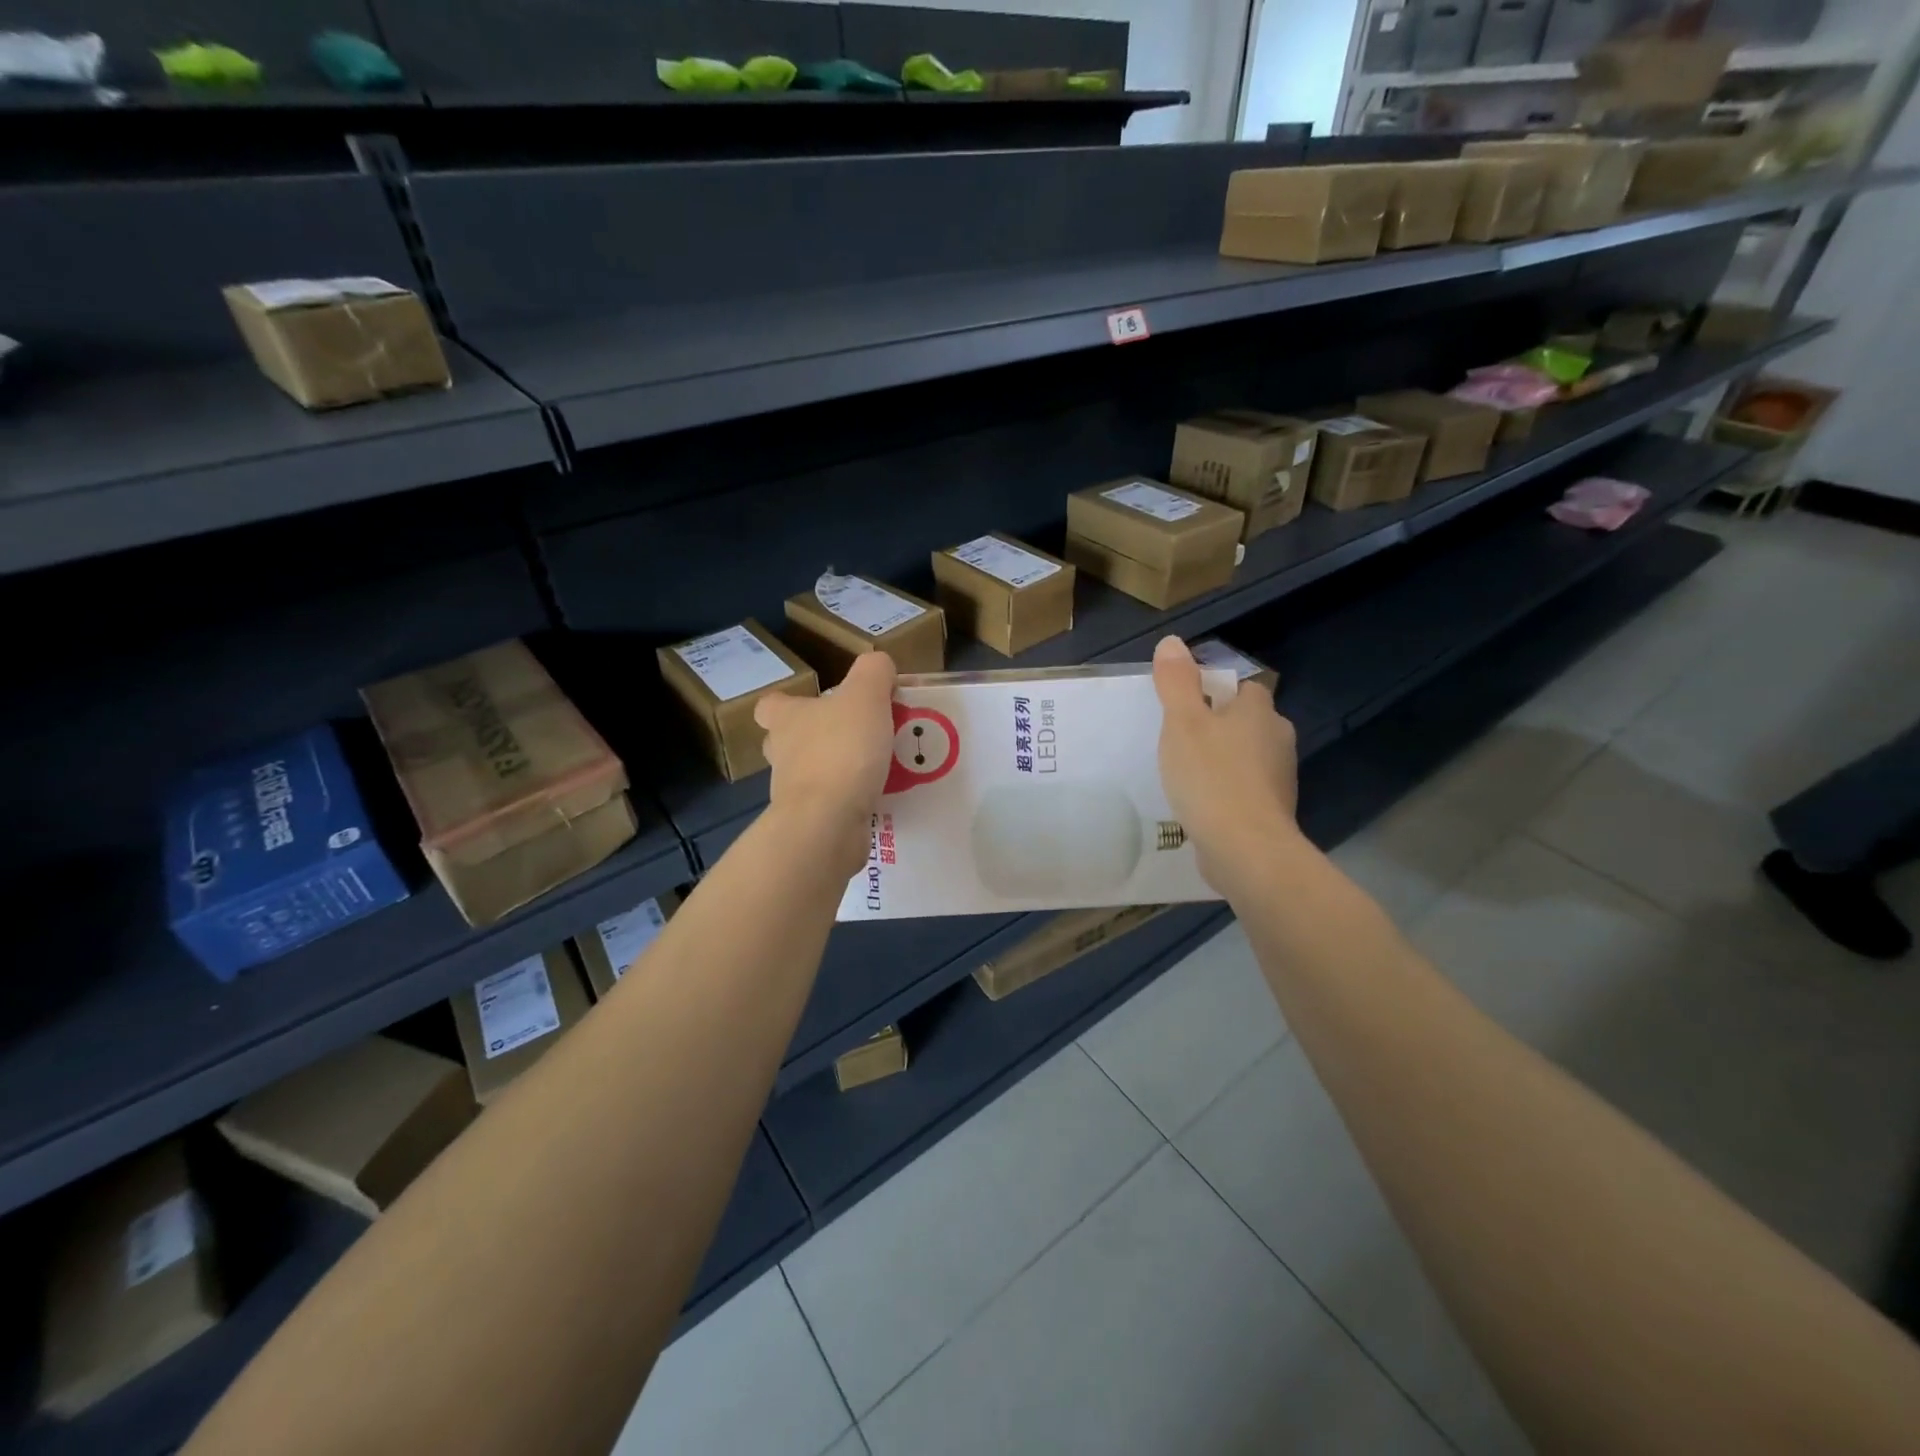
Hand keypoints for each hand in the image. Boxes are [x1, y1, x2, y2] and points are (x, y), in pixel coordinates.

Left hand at [755, 650, 897, 881]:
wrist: (828, 822)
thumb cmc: (841, 751)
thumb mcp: (866, 696)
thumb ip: (873, 672)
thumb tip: (878, 664)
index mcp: (787, 719)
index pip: (771, 705)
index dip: (789, 702)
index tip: (818, 703)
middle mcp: (782, 755)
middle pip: (787, 742)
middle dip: (813, 739)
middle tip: (851, 736)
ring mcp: (793, 793)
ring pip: (809, 775)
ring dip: (834, 771)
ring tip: (874, 768)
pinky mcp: (810, 823)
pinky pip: (829, 806)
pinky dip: (848, 801)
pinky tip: (878, 797)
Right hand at [1152, 635, 1300, 890]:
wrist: (1245, 848)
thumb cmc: (1210, 776)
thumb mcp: (1182, 722)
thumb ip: (1176, 682)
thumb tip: (1172, 641)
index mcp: (1259, 710)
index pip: (1240, 686)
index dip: (1211, 692)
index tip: (1181, 708)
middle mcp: (1277, 738)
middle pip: (1244, 721)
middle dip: (1216, 727)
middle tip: (1177, 740)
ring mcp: (1279, 777)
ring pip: (1245, 756)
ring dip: (1220, 760)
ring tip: (1185, 774)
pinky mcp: (1272, 810)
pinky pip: (1244, 788)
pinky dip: (1225, 790)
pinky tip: (1201, 803)